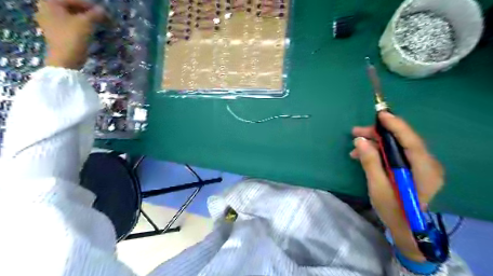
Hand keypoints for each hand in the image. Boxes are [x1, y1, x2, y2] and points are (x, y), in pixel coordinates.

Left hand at [35, 0, 104, 68]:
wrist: (65, 59)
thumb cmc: (73, 37)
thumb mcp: (86, 23)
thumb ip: (95, 14)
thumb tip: (103, 10)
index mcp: (49, 3)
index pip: (72, 0)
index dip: (88, 5)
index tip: (102, 12)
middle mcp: (45, 9)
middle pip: (69, 6)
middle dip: (85, 11)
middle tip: (100, 17)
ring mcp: (49, 22)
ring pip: (69, 16)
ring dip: (83, 18)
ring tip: (96, 23)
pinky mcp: (55, 33)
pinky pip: (67, 24)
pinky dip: (78, 25)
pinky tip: (88, 30)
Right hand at [353, 111, 444, 261]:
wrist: (407, 228)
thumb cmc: (393, 210)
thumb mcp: (378, 187)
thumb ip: (370, 162)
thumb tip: (360, 140)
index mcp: (424, 171)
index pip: (412, 142)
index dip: (396, 125)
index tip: (380, 114)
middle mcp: (427, 165)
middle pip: (404, 141)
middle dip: (379, 134)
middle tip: (356, 132)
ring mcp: (422, 166)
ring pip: (398, 146)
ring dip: (376, 143)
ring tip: (355, 146)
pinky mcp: (414, 169)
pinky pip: (397, 154)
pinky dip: (380, 152)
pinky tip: (363, 155)